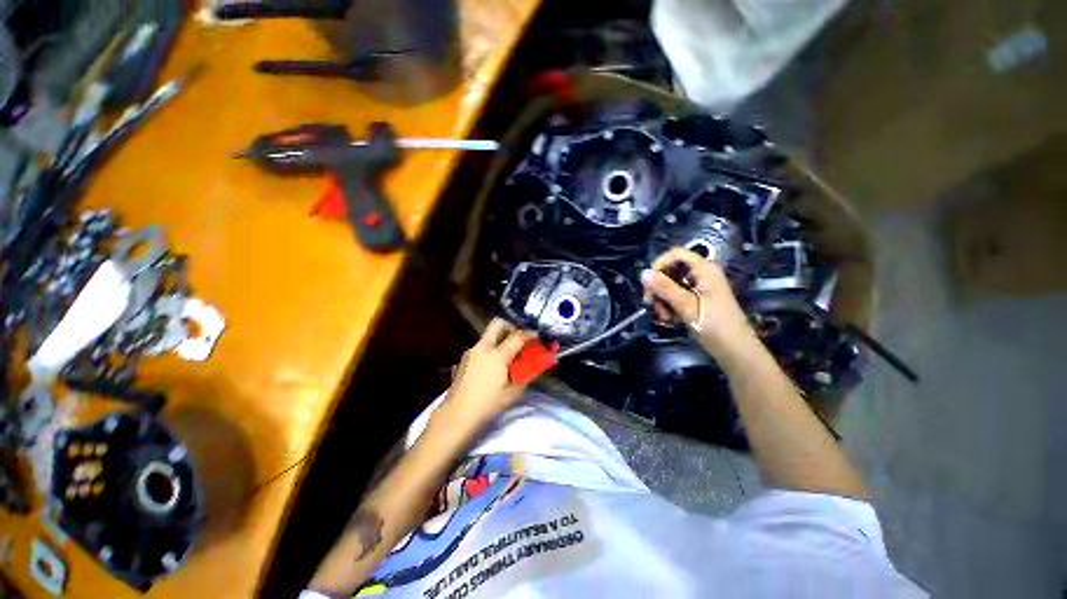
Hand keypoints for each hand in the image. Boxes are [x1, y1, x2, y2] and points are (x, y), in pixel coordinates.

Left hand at [443, 318, 534, 425]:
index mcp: (497, 355)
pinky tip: (493, 366)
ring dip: (500, 339)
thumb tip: (533, 366)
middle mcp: (483, 348)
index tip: (538, 336)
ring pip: (488, 335)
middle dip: (511, 327)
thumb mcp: (512, 393)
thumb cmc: (487, 405)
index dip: (530, 334)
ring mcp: (471, 351)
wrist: (457, 415)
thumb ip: (525, 376)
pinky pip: (481, 346)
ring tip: (508, 356)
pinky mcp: (464, 358)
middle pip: (498, 324)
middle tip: (519, 340)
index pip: (517, 336)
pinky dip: (491, 349)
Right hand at [641, 247, 756, 357]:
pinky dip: (669, 306)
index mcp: (704, 270)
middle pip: (670, 270)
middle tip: (651, 304)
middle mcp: (701, 275)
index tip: (648, 283)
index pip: (676, 254)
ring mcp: (698, 288)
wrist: (735, 352)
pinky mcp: (695, 301)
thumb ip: (665, 288)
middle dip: (658, 287)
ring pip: (670, 286)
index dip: (659, 264)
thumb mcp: (687, 306)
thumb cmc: (715, 326)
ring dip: (662, 300)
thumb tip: (643, 273)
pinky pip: (675, 297)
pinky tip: (669, 320)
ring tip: (663, 317)